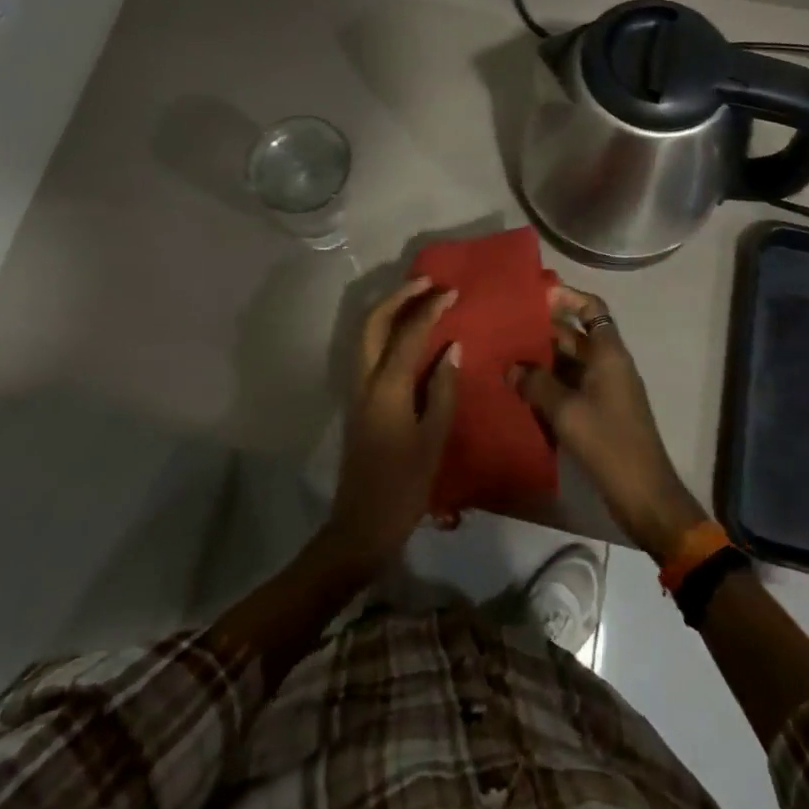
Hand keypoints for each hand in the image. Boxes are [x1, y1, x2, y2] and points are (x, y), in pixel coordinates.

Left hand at [324, 278, 460, 571]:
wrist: (361, 526)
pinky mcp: (356, 400)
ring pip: (364, 334)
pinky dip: (383, 331)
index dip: (429, 309)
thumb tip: (452, 348)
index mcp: (386, 388)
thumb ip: (442, 390)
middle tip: (426, 282)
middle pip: (373, 323)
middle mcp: (364, 380)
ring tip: (416, 298)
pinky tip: (404, 334)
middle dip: (398, 297)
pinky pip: (366, 351)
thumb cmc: (404, 487)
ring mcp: (356, 390)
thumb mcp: (433, 440)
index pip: (408, 334)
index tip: (451, 291)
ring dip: (387, 310)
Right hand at [508, 287, 706, 561]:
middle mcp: (608, 364)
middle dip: (542, 329)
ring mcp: (604, 389)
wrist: (644, 495)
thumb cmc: (608, 442)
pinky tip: (520, 389)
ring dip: (541, 359)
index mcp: (609, 353)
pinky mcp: (598, 412)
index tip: (534, 295)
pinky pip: (569, 386)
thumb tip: (511, 366)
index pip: (591, 308)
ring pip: (569, 362)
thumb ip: (536, 384)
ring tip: (505, 355)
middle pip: (575, 334)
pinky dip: (547, 384)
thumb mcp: (566, 411)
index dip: (566, 297)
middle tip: (505, 326)